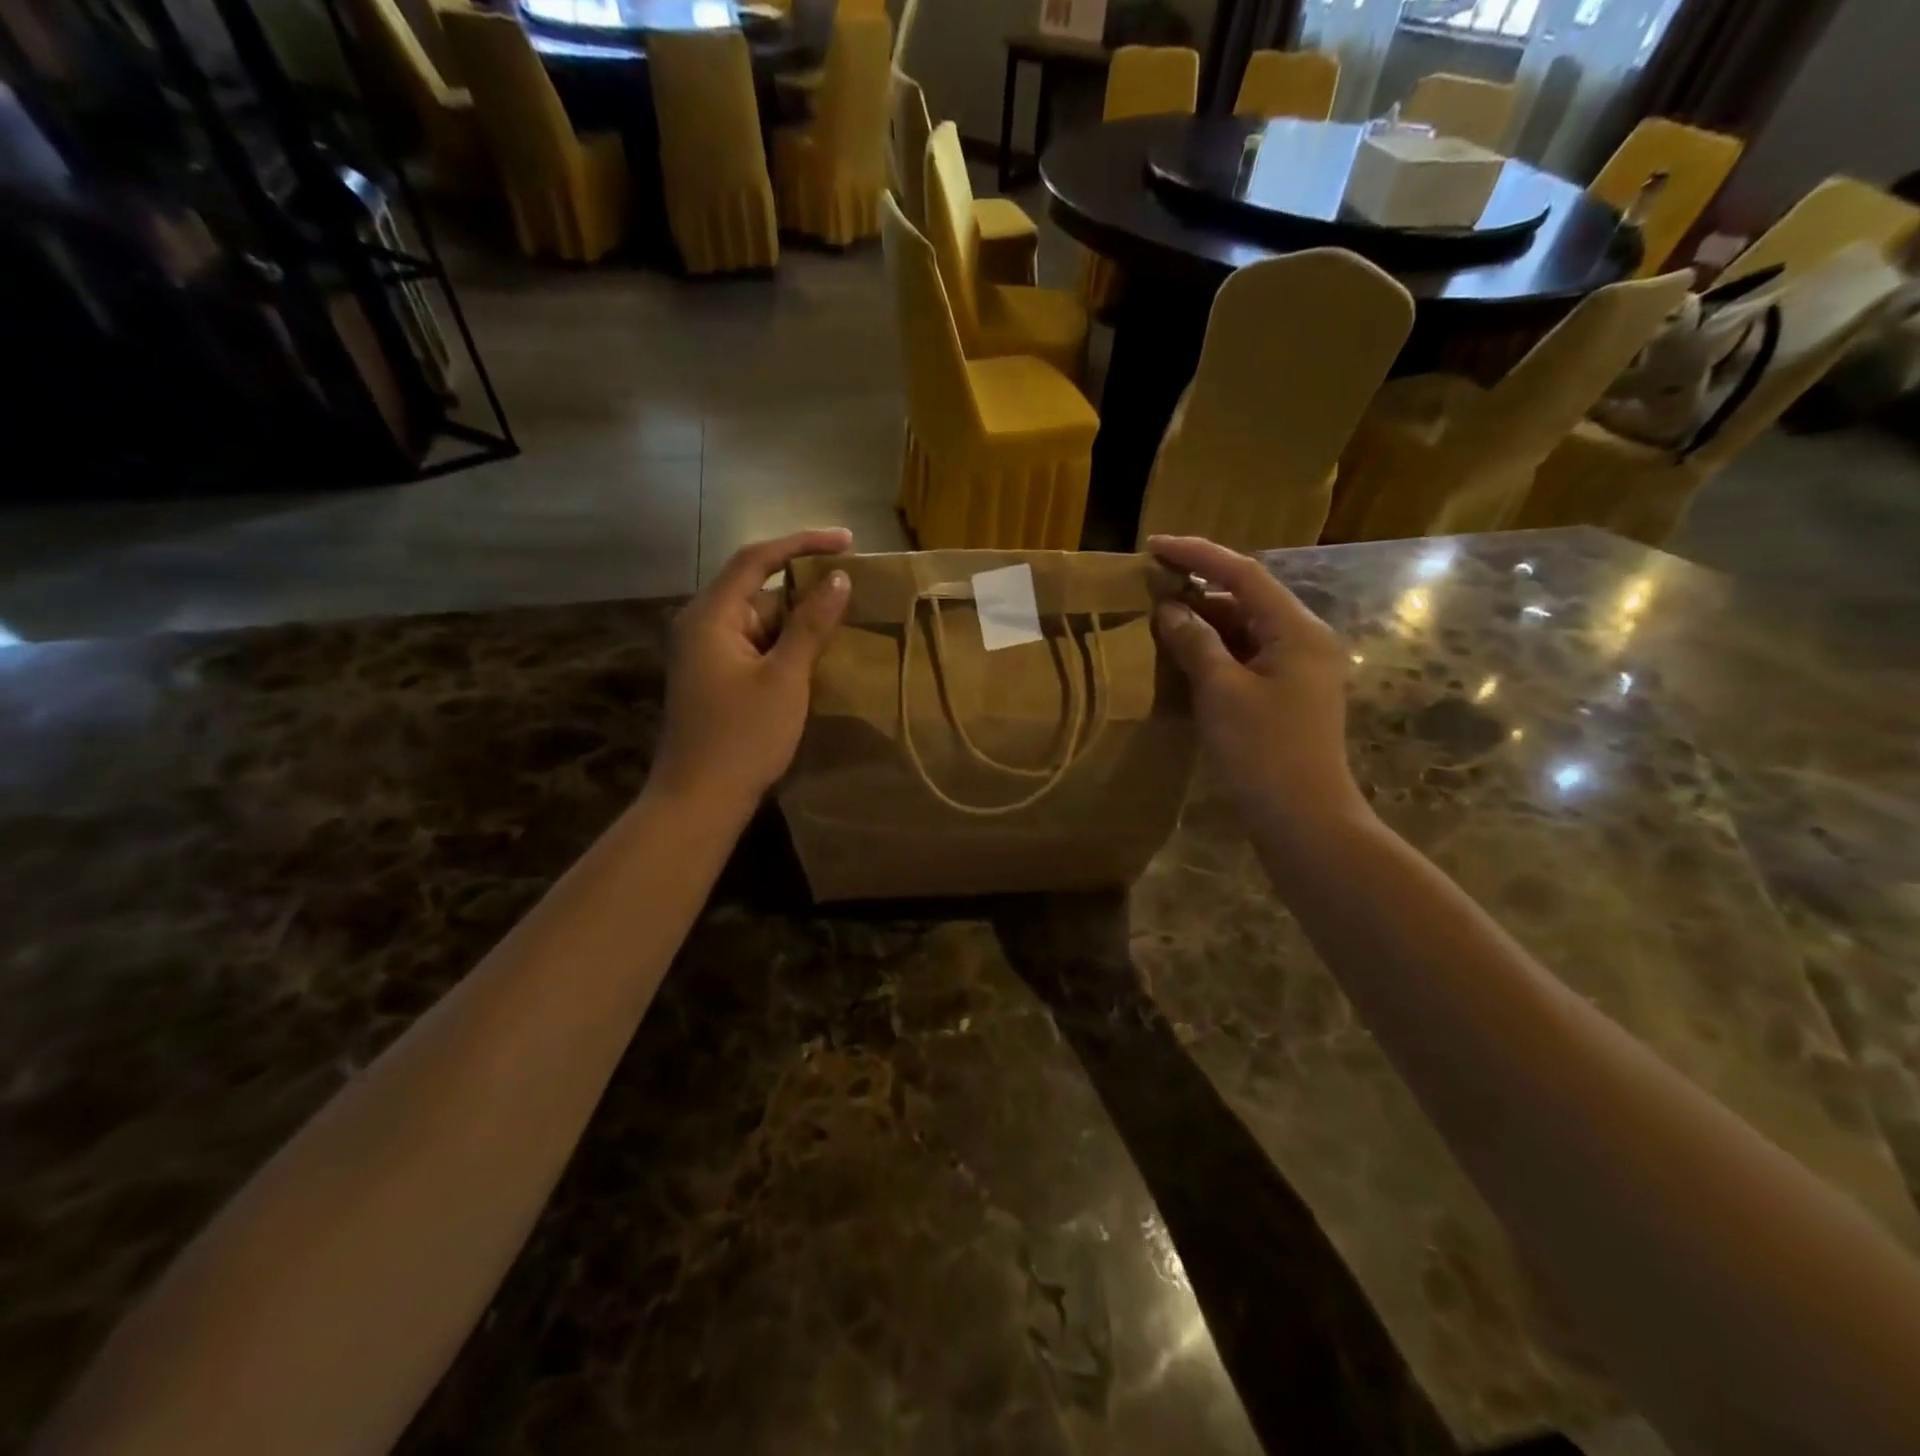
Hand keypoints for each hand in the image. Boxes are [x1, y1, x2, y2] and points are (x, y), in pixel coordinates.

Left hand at [651, 529, 851, 817]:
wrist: (699, 800)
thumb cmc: (742, 737)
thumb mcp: (785, 678)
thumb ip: (811, 625)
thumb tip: (839, 579)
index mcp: (710, 615)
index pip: (757, 560)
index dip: (802, 543)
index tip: (847, 540)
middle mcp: (701, 625)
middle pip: (756, 589)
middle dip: (803, 588)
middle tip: (851, 591)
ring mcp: (704, 653)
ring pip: (757, 621)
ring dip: (796, 622)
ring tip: (841, 627)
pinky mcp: (713, 677)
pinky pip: (753, 646)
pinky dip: (783, 646)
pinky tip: (813, 660)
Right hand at [1147, 535, 1367, 836]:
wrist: (1304, 821)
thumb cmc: (1263, 753)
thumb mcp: (1221, 692)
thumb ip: (1195, 643)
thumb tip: (1170, 609)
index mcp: (1297, 631)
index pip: (1243, 574)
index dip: (1197, 555)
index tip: (1153, 546)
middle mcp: (1304, 641)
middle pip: (1246, 600)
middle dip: (1198, 591)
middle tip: (1149, 588)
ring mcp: (1298, 671)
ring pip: (1245, 631)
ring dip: (1204, 624)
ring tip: (1157, 621)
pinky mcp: (1286, 697)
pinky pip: (1246, 659)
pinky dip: (1214, 653)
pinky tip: (1182, 659)